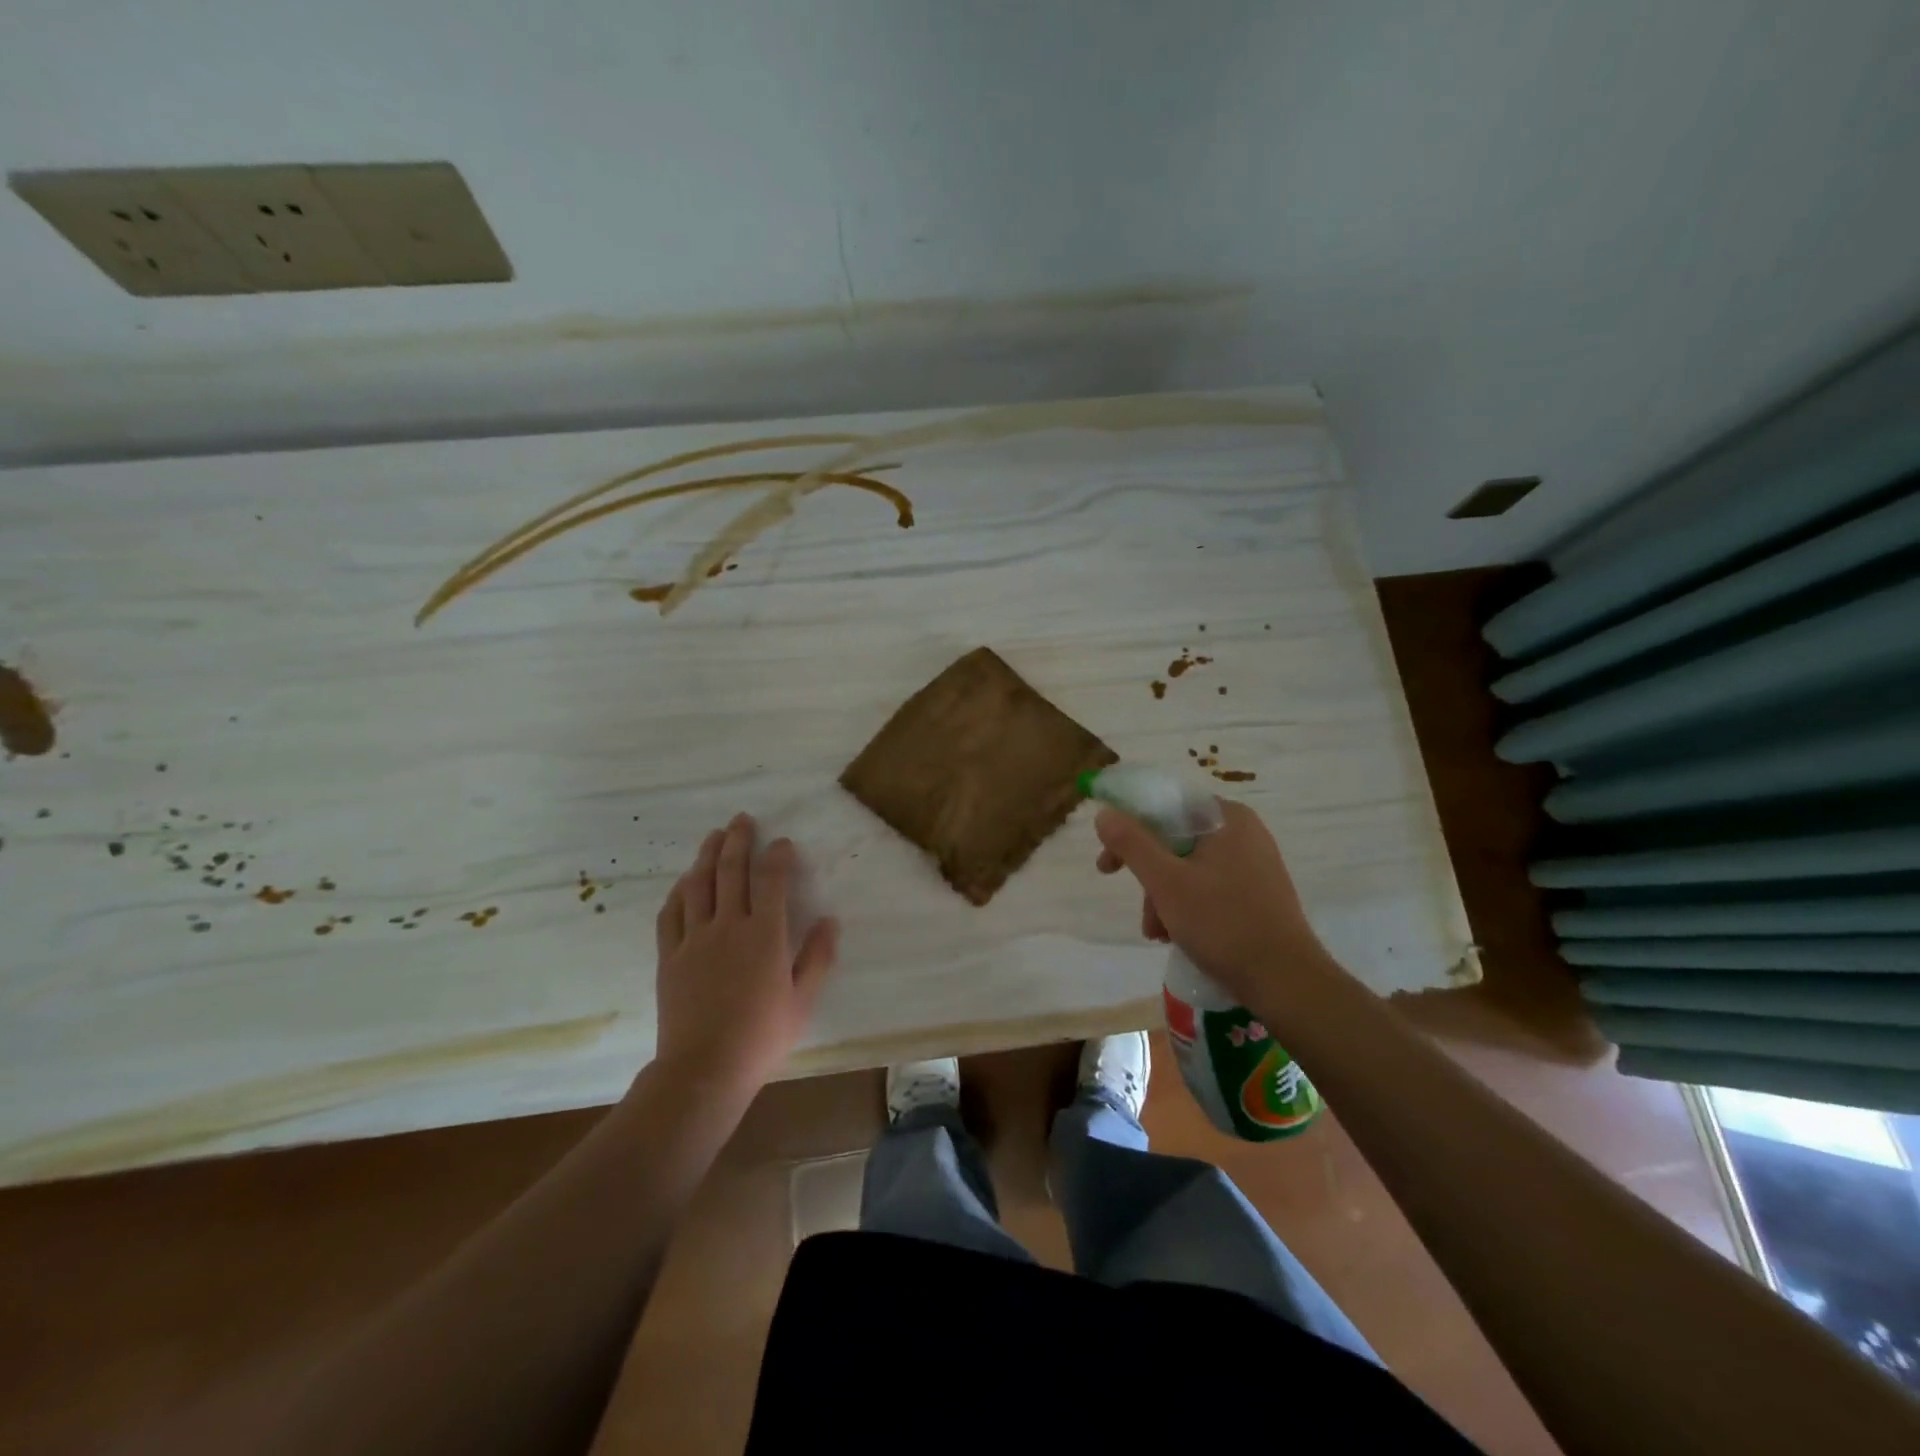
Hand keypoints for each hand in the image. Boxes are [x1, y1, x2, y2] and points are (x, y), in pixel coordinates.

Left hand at [653, 813, 838, 1095]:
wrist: (704, 1069)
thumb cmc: (761, 1036)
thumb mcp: (802, 1000)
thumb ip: (818, 957)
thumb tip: (830, 920)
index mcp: (764, 935)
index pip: (770, 880)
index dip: (776, 855)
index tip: (781, 842)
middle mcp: (728, 926)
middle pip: (731, 871)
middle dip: (738, 840)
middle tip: (741, 819)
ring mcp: (694, 939)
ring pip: (698, 885)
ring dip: (706, 855)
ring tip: (713, 836)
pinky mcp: (670, 956)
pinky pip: (671, 914)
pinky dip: (679, 892)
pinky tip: (684, 882)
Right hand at [1094, 798, 1342, 1015]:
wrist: (1286, 981)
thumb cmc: (1223, 923)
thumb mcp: (1166, 882)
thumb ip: (1132, 843)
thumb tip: (1104, 813)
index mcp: (1226, 817)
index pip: (1165, 807)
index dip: (1129, 831)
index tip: (1108, 863)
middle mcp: (1244, 831)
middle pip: (1175, 840)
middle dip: (1149, 877)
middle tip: (1138, 909)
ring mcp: (1255, 862)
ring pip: (1190, 867)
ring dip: (1165, 898)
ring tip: (1159, 934)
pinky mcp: (1259, 892)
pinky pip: (1210, 886)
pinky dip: (1188, 905)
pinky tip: (1180, 935)